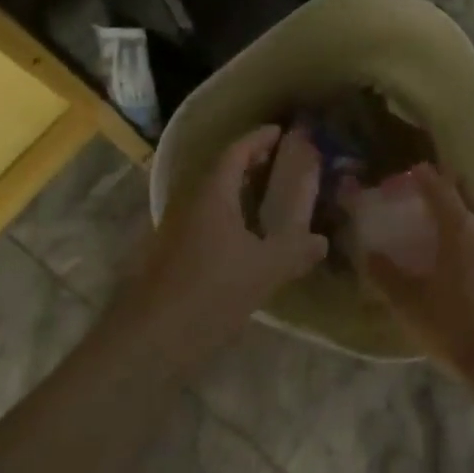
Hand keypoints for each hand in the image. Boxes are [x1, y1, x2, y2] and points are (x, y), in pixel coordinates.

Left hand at [121, 126, 327, 369]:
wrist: (151, 340)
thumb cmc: (210, 293)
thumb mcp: (264, 271)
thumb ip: (295, 251)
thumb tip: (322, 240)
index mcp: (212, 195)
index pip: (235, 152)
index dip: (258, 139)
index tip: (280, 132)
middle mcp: (190, 203)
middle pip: (221, 170)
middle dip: (249, 162)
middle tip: (279, 161)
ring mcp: (176, 228)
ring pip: (211, 196)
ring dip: (237, 189)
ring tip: (267, 195)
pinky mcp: (171, 254)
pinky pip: (205, 219)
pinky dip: (228, 214)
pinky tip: (245, 237)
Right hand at [346, 163, 473, 389]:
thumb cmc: (455, 330)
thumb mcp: (410, 305)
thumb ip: (386, 275)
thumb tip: (368, 254)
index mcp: (460, 228)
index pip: (440, 187)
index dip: (425, 176)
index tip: (414, 170)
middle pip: (471, 193)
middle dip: (452, 187)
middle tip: (434, 194)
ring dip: (473, 213)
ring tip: (457, 229)